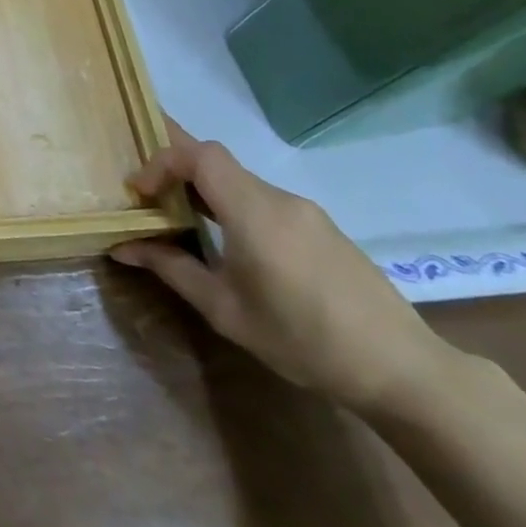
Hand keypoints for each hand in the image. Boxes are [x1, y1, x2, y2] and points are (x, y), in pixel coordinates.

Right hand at [111, 122, 452, 417]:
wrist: (403, 371)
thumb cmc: (303, 339)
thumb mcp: (224, 309)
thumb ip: (171, 268)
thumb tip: (122, 247)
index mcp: (255, 212)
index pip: (200, 155)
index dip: (161, 162)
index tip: (140, 194)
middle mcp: (281, 200)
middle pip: (218, 162)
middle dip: (176, 172)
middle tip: (148, 198)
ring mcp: (307, 213)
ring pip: (241, 182)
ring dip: (205, 191)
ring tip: (182, 221)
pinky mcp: (323, 229)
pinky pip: (265, 201)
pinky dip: (233, 206)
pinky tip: (230, 243)